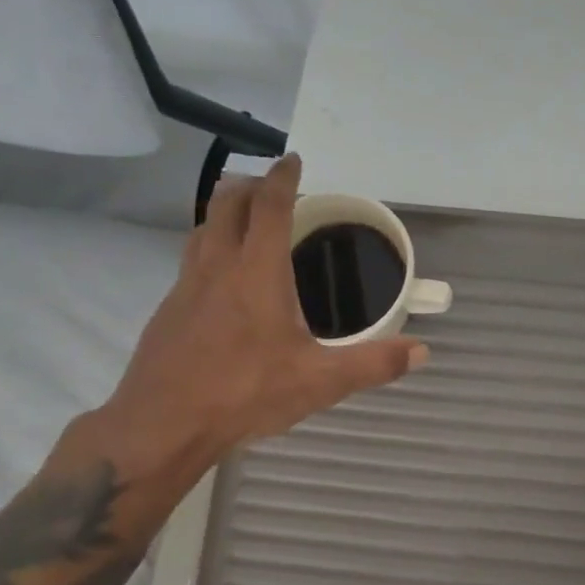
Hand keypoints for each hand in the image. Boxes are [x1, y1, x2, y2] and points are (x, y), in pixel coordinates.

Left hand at [77, 155, 426, 491]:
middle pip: (228, 203)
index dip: (283, 177)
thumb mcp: (320, 382)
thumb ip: (372, 364)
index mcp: (257, 272)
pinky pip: (190, 259)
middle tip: (274, 188)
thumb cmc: (245, 394)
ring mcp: (186, 285)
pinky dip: (209, 248)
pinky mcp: (168, 309)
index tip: (294, 160)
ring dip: (225, 212)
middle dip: (251, 185)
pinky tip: (222, 280)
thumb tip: (421, 352)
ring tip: (247, 222)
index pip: (270, 206)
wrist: (164, 424)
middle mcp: (218, 266)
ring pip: (203, 227)